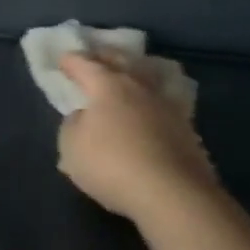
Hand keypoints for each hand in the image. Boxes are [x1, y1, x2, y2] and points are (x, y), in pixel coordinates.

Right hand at [56, 53, 217, 223]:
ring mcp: (168, 106)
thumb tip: (84, 116)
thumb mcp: (71, 147)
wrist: (173, 194)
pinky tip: (153, 104)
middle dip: (106, 55)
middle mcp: (139, 87)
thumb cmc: (111, 165)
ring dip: (137, 70)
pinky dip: (155, 97)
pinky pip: (167, 101)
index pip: (85, 65)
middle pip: (122, 61)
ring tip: (131, 71)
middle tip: (95, 54)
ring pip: (150, 77)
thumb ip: (73, 125)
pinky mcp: (187, 128)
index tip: (62, 59)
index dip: (71, 61)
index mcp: (107, 86)